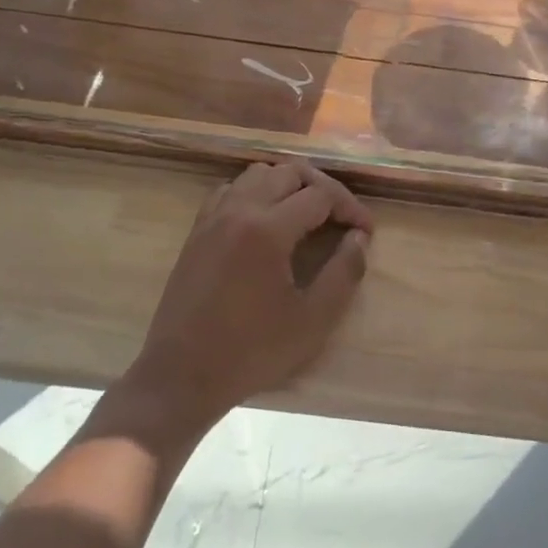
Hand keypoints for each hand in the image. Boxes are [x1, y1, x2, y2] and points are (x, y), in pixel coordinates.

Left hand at [124, 160, 372, 426]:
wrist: (182, 375)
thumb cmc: (252, 351)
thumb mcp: (313, 320)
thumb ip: (344, 272)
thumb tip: (358, 238)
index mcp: (268, 229)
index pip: (321, 195)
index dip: (350, 208)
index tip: (366, 232)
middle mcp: (239, 209)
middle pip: (290, 172)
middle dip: (323, 188)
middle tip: (341, 218)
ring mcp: (214, 217)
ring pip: (258, 173)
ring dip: (288, 184)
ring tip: (307, 213)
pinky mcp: (198, 230)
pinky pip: (231, 189)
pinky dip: (255, 192)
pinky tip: (266, 221)